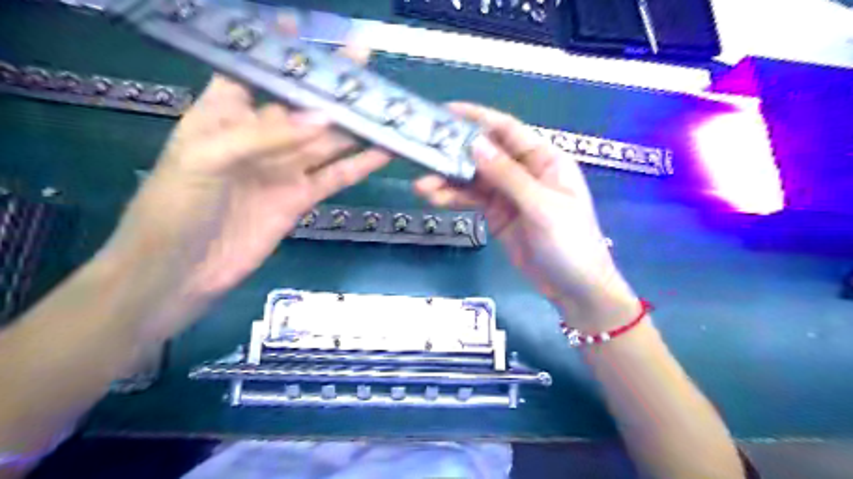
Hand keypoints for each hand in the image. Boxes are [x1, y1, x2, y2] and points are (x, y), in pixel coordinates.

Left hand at [100, 44, 389, 340]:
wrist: (181, 273)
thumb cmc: (175, 208)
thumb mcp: (207, 158)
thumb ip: (266, 135)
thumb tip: (324, 117)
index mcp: (224, 113)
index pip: (253, 69)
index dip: (277, 47)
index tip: (306, 26)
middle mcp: (259, 136)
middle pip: (302, 104)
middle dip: (332, 85)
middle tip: (366, 63)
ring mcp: (284, 168)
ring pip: (326, 140)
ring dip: (354, 124)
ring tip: (384, 105)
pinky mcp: (301, 197)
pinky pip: (336, 175)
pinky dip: (360, 164)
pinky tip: (383, 150)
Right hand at [413, 104, 638, 330]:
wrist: (573, 288)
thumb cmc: (569, 242)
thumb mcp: (541, 206)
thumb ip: (508, 176)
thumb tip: (475, 144)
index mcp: (544, 159)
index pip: (506, 130)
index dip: (477, 118)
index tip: (445, 113)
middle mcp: (523, 171)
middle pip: (484, 154)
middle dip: (454, 154)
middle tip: (423, 153)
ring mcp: (508, 194)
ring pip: (474, 179)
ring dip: (449, 180)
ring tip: (421, 186)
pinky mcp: (497, 215)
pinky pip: (472, 200)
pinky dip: (454, 199)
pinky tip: (434, 199)